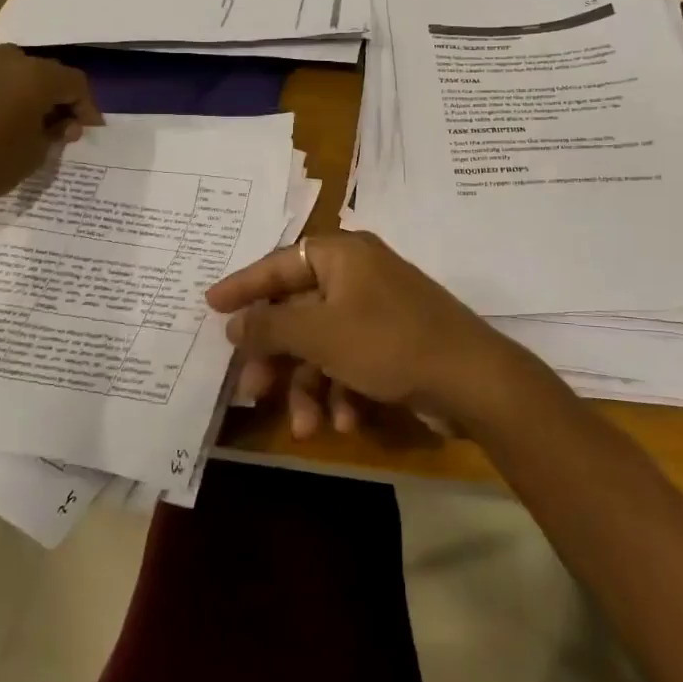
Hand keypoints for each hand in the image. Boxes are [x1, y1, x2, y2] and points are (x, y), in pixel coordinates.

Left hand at [0, 45, 100, 213]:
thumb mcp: (35, 155)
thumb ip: (55, 133)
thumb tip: (63, 123)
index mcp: (38, 76)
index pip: (75, 83)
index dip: (86, 107)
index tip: (87, 130)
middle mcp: (7, 57)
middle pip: (43, 72)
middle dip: (54, 97)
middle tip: (56, 127)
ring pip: (9, 69)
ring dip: (20, 89)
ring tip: (19, 118)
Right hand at [206, 232, 528, 428]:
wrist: (473, 379)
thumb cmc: (388, 342)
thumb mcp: (320, 334)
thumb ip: (271, 326)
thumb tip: (234, 323)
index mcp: (342, 255)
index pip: (279, 263)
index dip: (243, 286)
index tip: (209, 305)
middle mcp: (358, 275)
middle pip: (298, 311)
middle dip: (277, 357)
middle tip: (252, 390)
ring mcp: (377, 310)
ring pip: (322, 345)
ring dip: (309, 386)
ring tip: (306, 426)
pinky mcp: (392, 343)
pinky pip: (350, 361)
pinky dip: (341, 390)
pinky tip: (344, 421)